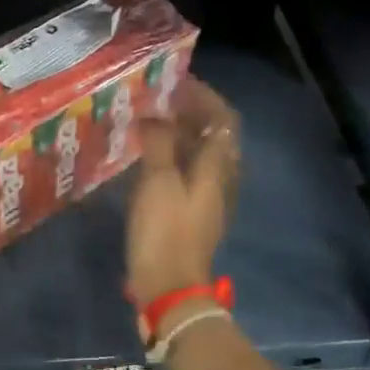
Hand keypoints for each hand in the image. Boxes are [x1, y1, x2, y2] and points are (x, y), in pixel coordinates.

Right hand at [126, 77, 240, 306]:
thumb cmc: (165, 231)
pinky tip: (146, 156)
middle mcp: (221, 178)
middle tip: (156, 99)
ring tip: (148, 121)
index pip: (223, 117)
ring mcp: (208, 197)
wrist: (169, 287)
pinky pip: (187, 171)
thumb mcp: (157, 182)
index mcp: (219, 166)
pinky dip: (171, 155)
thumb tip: (154, 115)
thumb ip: (158, 143)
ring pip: (199, 153)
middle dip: (188, 112)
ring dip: (178, 133)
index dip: (203, 96)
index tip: (174, 82)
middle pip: (213, 134)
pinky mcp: (193, 212)